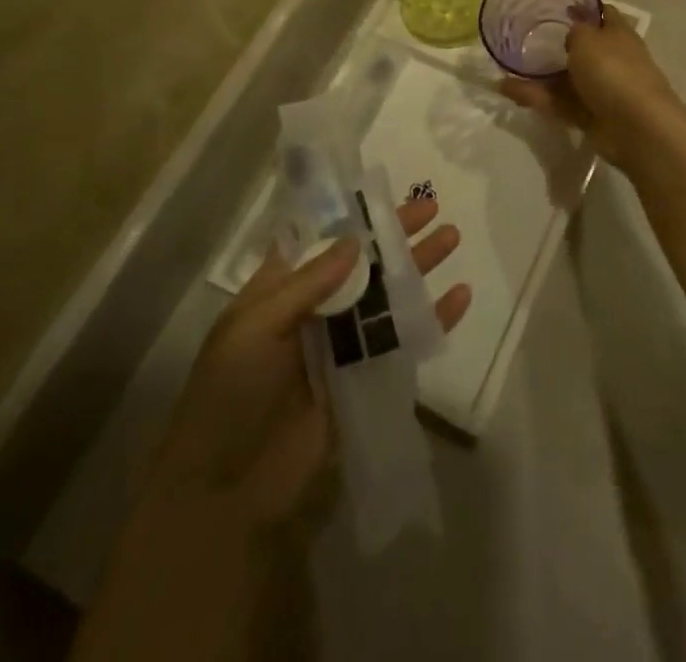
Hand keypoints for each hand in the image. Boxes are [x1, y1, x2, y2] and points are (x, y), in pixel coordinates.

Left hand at [143, 196, 469, 529]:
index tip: (385, 192)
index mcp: (280, 290)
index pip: (320, 240)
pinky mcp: (365, 379)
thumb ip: (308, 283)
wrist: (225, 492)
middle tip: (432, 208)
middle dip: (396, 235)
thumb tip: (356, 239)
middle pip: (363, 262)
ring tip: (451, 238)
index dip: (351, 216)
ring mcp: (342, 346)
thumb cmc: (229, 395)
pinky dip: (432, 319)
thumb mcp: (255, 327)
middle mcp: (314, 310)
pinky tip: (459, 297)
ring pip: (387, 295)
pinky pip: (403, 341)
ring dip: (418, 267)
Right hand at [499, 9, 685, 171]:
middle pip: (581, 49)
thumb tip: (571, 33)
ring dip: (538, 75)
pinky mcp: (588, 116)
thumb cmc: (613, 70)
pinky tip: (507, 90)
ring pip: (565, 79)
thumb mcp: (588, 38)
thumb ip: (575, 31)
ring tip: (505, 69)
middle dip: (555, 45)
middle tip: (523, 39)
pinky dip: (535, 97)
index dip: (583, 8)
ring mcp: (601, 90)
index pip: (603, 14)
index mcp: (618, 34)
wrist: (636, 127)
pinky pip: (558, 102)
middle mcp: (611, 60)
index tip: (557, 6)